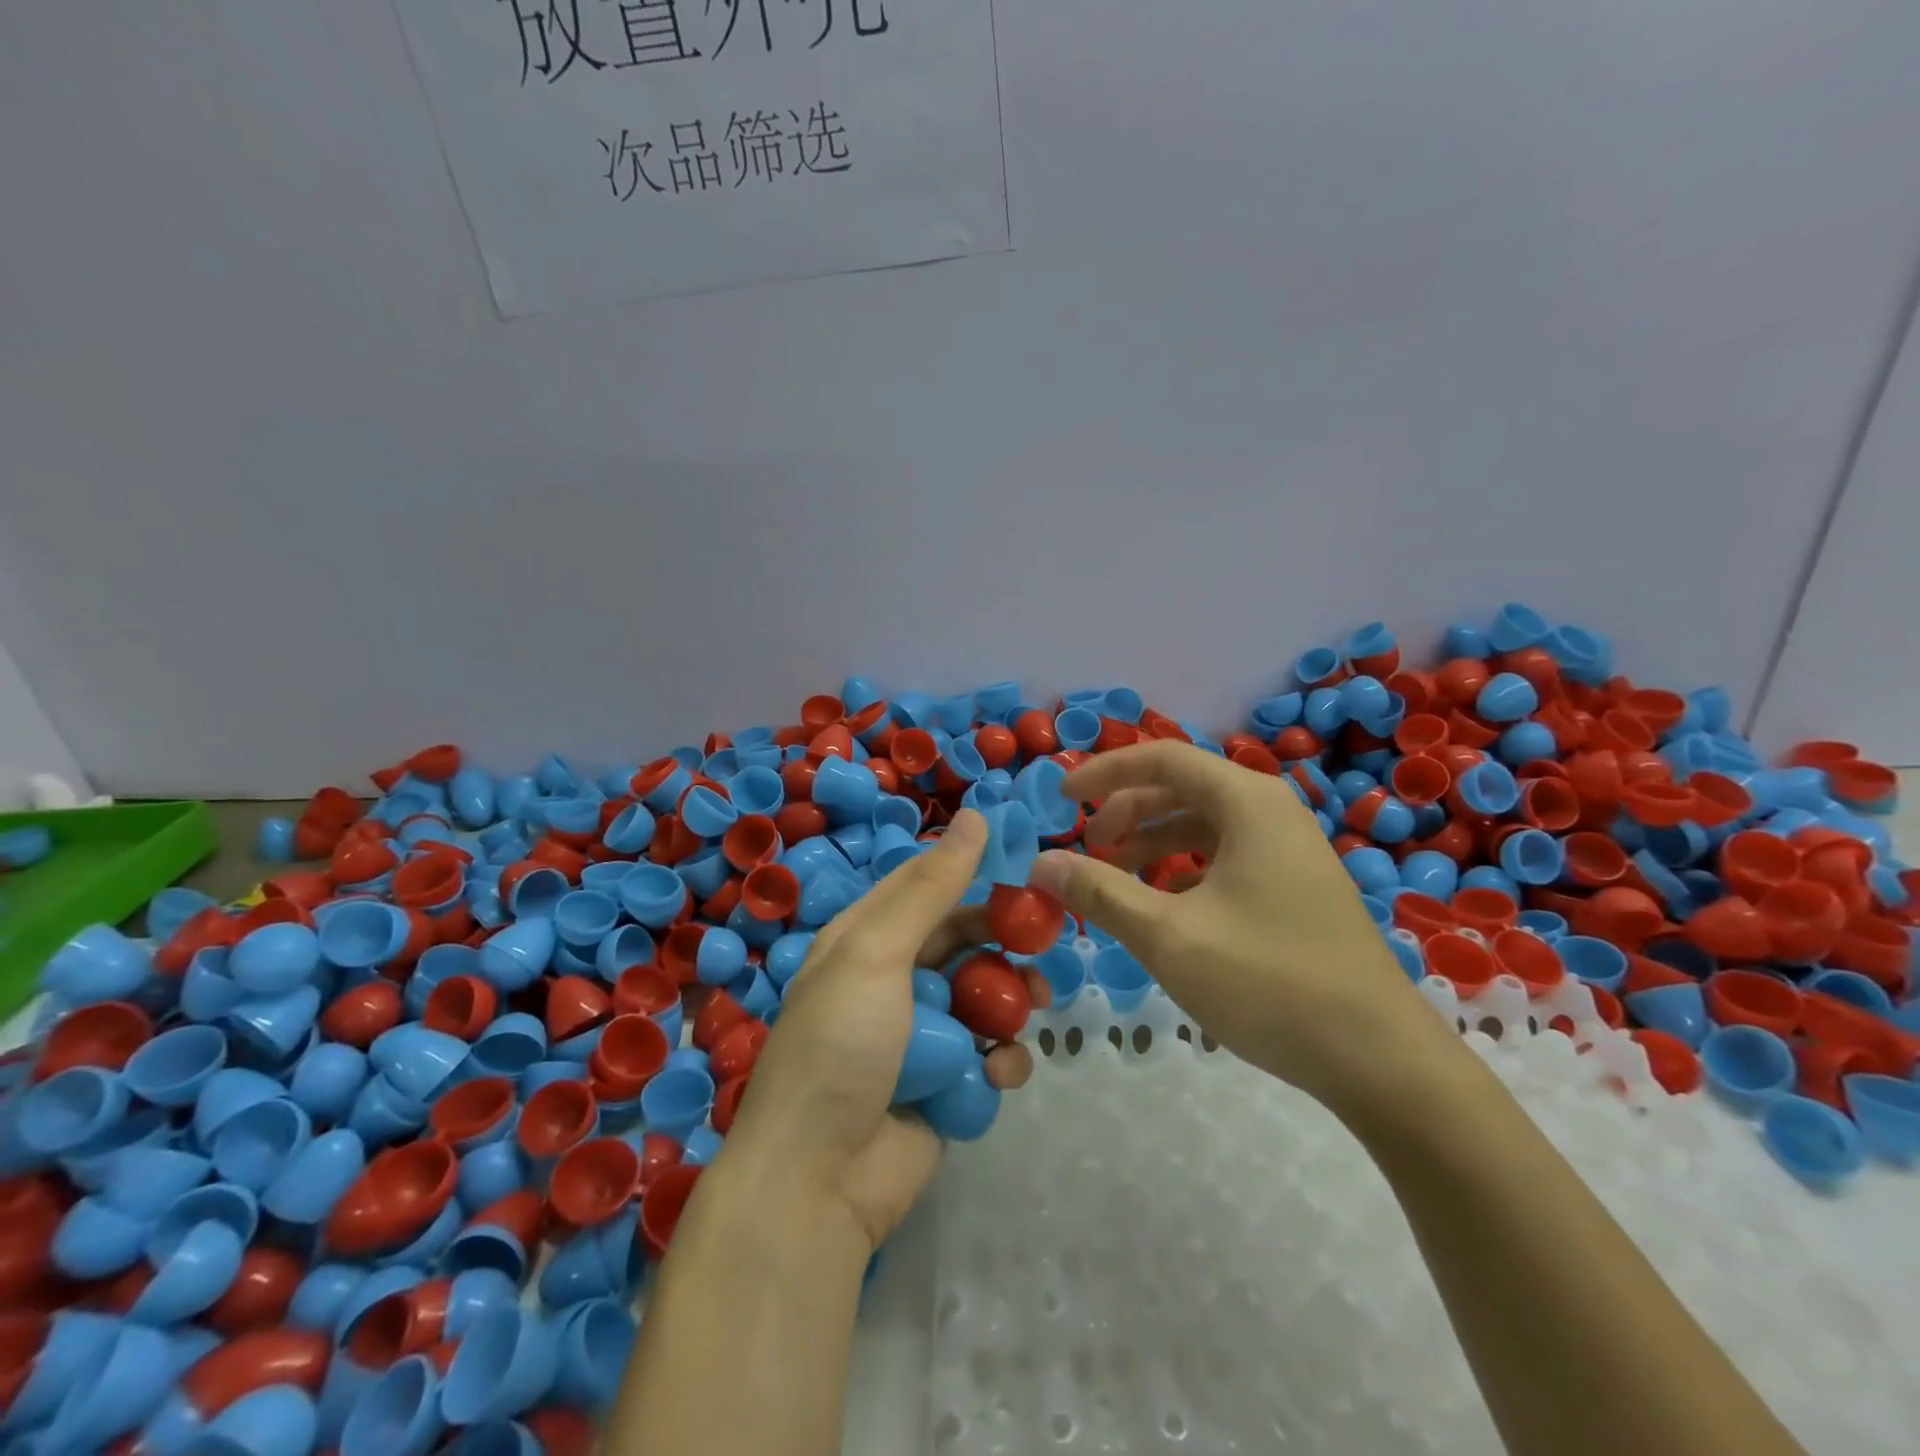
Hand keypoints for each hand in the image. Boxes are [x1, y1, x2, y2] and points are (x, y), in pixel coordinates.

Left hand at [718, 809, 1051, 1249]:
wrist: (817, 1183)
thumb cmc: (841, 1047)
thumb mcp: (877, 955)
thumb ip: (930, 888)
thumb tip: (975, 815)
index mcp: (864, 940)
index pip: (925, 885)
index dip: (972, 868)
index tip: (1025, 861)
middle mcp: (892, 981)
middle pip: (963, 940)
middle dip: (1003, 939)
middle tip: (1046, 937)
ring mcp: (922, 1036)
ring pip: (984, 997)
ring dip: (1011, 998)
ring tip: (1034, 1002)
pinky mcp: (947, 1085)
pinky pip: (988, 1056)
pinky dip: (1001, 1061)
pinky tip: (999, 1072)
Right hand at [1028, 741, 1456, 1114]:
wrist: (1380, 1059)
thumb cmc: (1269, 982)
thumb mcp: (1169, 937)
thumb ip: (1100, 893)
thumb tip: (1042, 863)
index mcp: (1248, 803)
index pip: (1162, 758)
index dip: (1105, 772)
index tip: (1063, 797)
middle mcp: (1272, 812)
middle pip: (1182, 788)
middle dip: (1126, 811)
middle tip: (1087, 847)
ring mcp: (1289, 850)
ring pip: (1204, 825)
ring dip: (1152, 842)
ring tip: (1114, 876)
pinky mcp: (1296, 887)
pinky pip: (1226, 856)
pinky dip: (1184, 868)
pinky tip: (1163, 906)